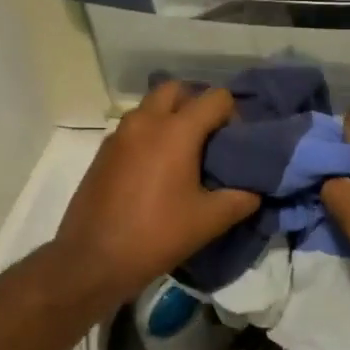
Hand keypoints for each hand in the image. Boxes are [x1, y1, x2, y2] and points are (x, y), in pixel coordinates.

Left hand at [53, 80, 258, 303]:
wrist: (93, 259)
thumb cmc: (157, 234)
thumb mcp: (209, 221)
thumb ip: (241, 199)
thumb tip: (255, 190)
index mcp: (176, 130)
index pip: (216, 98)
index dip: (233, 115)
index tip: (236, 142)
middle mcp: (145, 121)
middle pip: (177, 90)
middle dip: (197, 104)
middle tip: (210, 137)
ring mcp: (119, 134)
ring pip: (151, 107)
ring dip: (171, 118)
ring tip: (185, 154)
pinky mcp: (103, 152)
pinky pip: (134, 128)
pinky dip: (150, 135)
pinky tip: (158, 170)